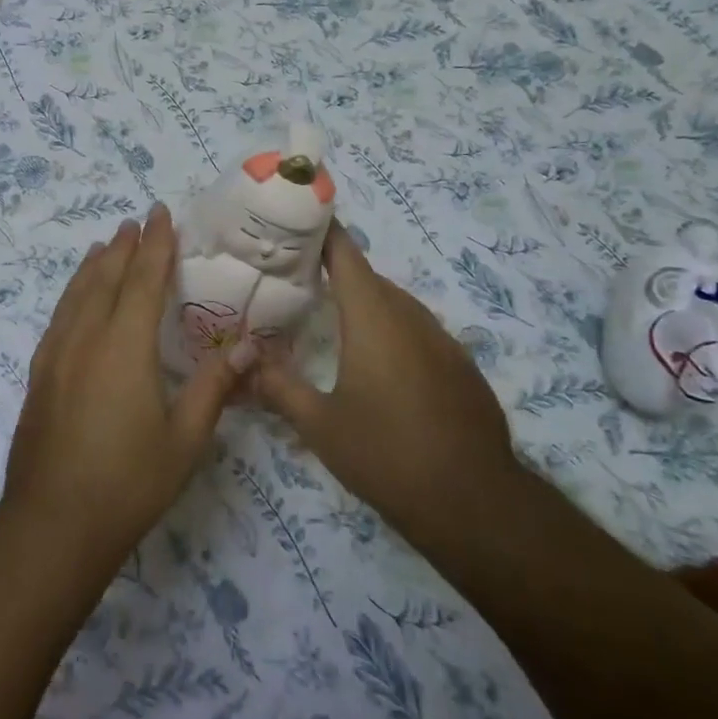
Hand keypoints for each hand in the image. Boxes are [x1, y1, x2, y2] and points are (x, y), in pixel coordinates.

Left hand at [2, 204, 250, 567]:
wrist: (52, 523)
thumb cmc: (128, 483)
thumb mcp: (185, 439)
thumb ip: (215, 387)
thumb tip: (247, 345)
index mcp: (125, 347)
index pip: (143, 281)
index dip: (155, 245)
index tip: (160, 214)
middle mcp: (86, 339)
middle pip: (105, 279)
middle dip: (123, 247)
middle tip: (136, 222)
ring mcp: (56, 356)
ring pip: (76, 295)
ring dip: (93, 266)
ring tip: (104, 245)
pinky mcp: (39, 376)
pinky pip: (58, 318)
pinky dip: (71, 295)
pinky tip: (75, 300)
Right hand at [252, 224, 519, 536]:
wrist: (474, 502)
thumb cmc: (386, 454)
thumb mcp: (319, 424)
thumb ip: (278, 386)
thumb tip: (243, 362)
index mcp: (374, 319)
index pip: (346, 256)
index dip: (324, 231)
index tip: (299, 216)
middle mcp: (411, 318)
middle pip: (370, 279)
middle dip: (336, 270)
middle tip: (297, 275)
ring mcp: (443, 342)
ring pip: (397, 305)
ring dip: (365, 301)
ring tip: (330, 314)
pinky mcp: (461, 368)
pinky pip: (418, 332)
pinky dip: (391, 329)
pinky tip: (377, 361)